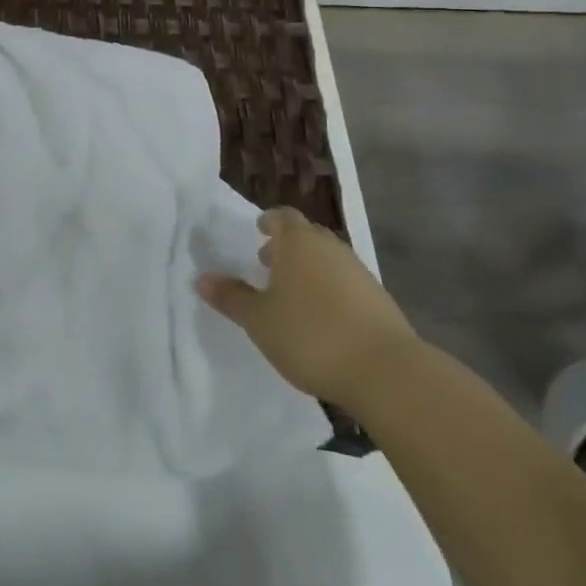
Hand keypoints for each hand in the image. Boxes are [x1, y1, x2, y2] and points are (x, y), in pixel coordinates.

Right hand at [197, 207, 415, 411]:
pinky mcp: (376, 296)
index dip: (269, 221)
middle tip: (267, 262)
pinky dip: (327, 287)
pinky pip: (343, 280)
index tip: (258, 230)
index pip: (282, 216)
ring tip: (290, 293)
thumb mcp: (259, 320)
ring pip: (326, 258)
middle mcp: (329, 246)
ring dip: (307, 267)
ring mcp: (357, 270)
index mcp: (298, 242)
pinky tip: (320, 316)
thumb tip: (202, 278)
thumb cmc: (309, 335)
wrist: (384, 369)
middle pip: (306, 235)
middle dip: (286, 245)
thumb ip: (231, 297)